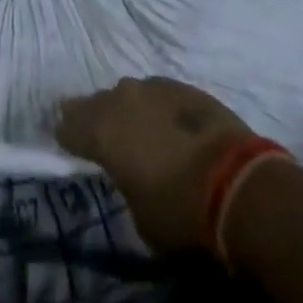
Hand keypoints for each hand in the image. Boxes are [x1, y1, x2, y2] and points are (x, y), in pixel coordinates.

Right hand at [55, 77, 254, 253]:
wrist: (236, 181)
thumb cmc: (180, 209)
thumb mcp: (139, 216)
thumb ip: (124, 185)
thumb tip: (129, 177)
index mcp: (100, 129)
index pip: (67, 126)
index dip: (65, 137)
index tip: (66, 145)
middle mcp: (120, 98)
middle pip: (96, 104)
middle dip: (95, 120)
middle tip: (102, 139)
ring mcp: (152, 86)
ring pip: (129, 96)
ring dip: (130, 113)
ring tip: (139, 133)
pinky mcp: (182, 86)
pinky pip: (158, 96)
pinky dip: (157, 110)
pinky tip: (169, 129)